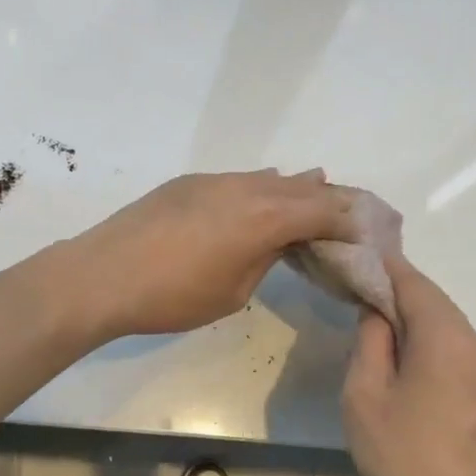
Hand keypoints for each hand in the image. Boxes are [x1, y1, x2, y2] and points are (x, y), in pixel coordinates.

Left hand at [62, 170, 354, 339]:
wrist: (102, 275)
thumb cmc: (171, 296)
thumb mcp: (232, 291)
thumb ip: (264, 259)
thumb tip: (278, 241)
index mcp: (266, 217)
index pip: (326, 212)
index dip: (353, 222)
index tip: (372, 233)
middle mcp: (247, 188)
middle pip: (304, 188)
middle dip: (334, 200)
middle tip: (356, 213)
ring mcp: (215, 181)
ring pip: (270, 179)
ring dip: (298, 189)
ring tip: (321, 192)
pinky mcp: (188, 183)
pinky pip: (240, 180)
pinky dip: (263, 187)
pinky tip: (265, 194)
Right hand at [342, 254, 475, 475]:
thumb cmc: (400, 454)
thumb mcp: (365, 393)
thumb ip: (371, 340)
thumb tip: (377, 310)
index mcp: (445, 339)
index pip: (414, 284)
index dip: (385, 266)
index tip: (357, 255)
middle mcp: (475, 345)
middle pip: (435, 301)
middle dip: (398, 289)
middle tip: (359, 285)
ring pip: (447, 325)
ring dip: (413, 315)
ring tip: (375, 318)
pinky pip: (455, 349)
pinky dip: (428, 339)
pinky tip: (403, 354)